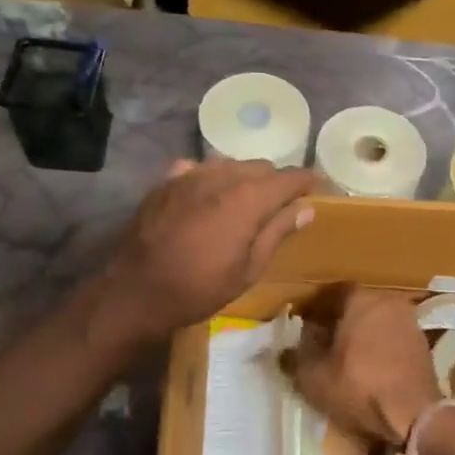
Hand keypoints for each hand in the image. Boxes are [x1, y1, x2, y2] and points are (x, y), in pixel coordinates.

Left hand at [96, 160, 315, 344]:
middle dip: (275, 182)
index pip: (289, 177)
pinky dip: (210, 178)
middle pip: (260, 166)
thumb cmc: (199, 288)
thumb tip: (305, 208)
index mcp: (248, 198)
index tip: (317, 191)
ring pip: (229, 163)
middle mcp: (221, 176)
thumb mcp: (249, 269)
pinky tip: (207, 197)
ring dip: (244, 178)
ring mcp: (190, 174)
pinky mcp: (166, 181)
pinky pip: (198, 168)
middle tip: (280, 206)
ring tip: (244, 203)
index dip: (307, 182)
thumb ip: (278, 232)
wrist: (137, 291)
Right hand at [290, 285, 442, 447]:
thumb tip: (290, 345)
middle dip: (338, 321)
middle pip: (356, 306)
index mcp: (361, 299)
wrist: (414, 415)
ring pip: (376, 322)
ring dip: (361, 335)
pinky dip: (379, 347)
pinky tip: (369, 368)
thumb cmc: (359, 387)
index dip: (315, 309)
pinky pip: (392, 338)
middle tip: (322, 341)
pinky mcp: (423, 345)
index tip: (304, 325)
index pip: (331, 294)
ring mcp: (410, 322)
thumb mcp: (314, 376)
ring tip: (344, 357)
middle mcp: (388, 301)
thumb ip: (299, 355)